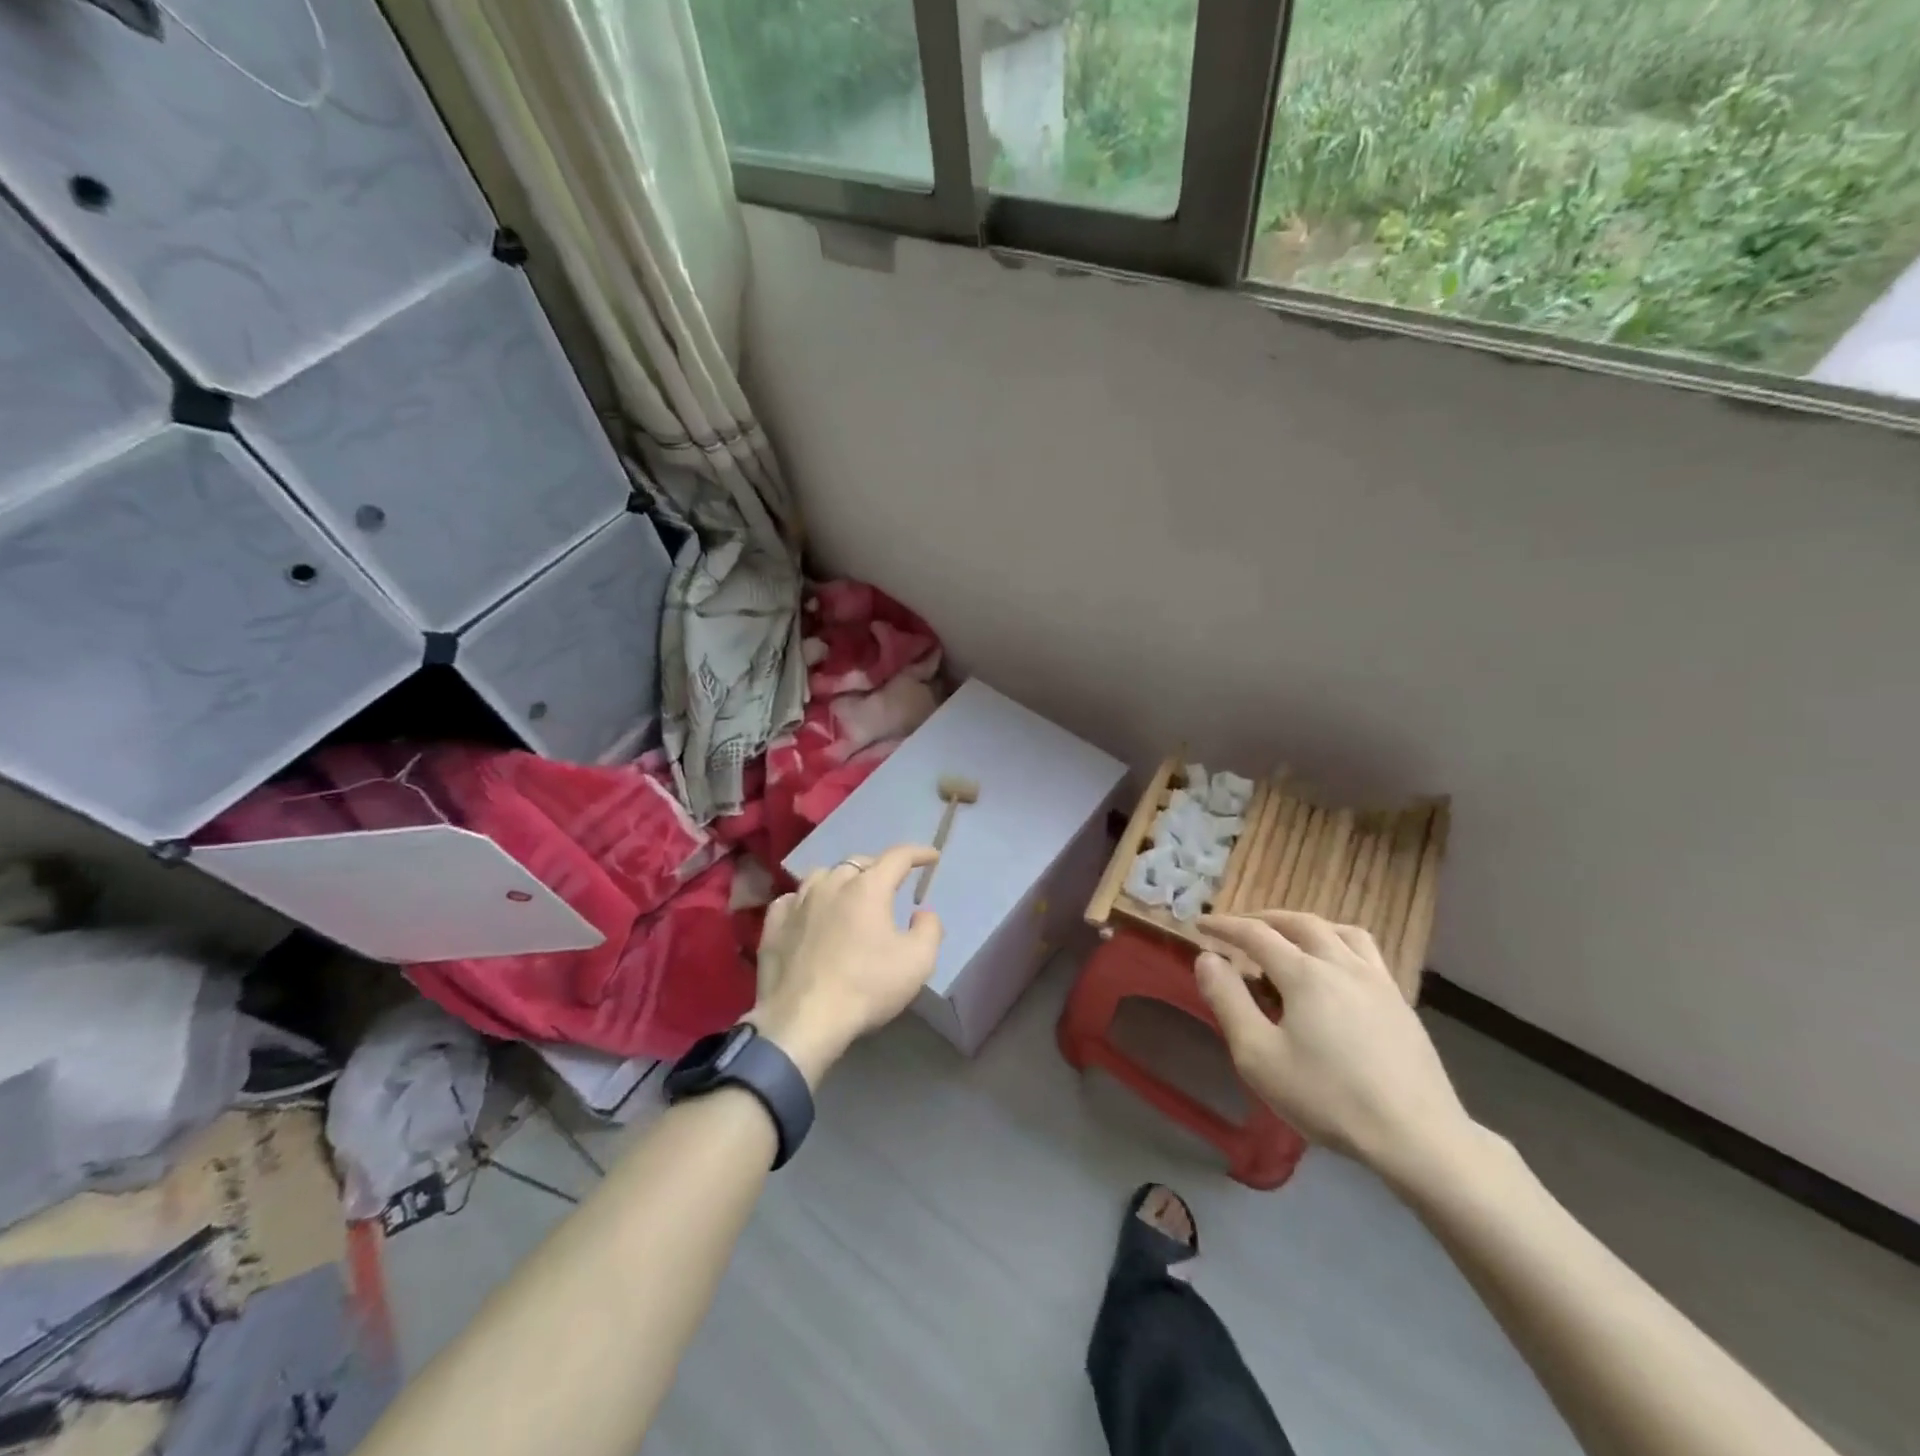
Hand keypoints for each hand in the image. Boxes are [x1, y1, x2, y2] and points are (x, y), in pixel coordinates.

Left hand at [748, 846, 943, 1086]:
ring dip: (840, 880)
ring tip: (848, 895)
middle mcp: (831, 884)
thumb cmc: (866, 987)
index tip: (932, 857)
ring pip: (822, 876)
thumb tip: (922, 912)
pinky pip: (791, 900)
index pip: (898, 857)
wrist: (802, 1021)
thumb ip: (929, 929)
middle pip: (858, 862)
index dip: (918, 853)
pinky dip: (806, 901)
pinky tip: (809, 914)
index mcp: (868, 887)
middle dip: (878, 868)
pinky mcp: (773, 925)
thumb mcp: (918, 962)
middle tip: (890, 884)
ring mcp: (797, 902)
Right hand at [1194, 910, 1477, 1188]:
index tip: (1201, 924)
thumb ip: (1228, 1001)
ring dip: (1305, 926)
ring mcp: (1377, 981)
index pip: (1255, 934)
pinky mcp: (1400, 1002)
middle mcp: (1341, 964)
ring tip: (1290, 938)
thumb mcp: (1259, 1056)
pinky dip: (1338, 943)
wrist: (1417, 1136)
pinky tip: (1336, 969)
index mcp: (1304, 974)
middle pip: (1299, 923)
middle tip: (1240, 928)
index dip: (1225, 926)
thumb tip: (1207, 958)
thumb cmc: (1328, 1097)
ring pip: (1338, 931)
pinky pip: (1365, 952)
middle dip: (1264, 919)